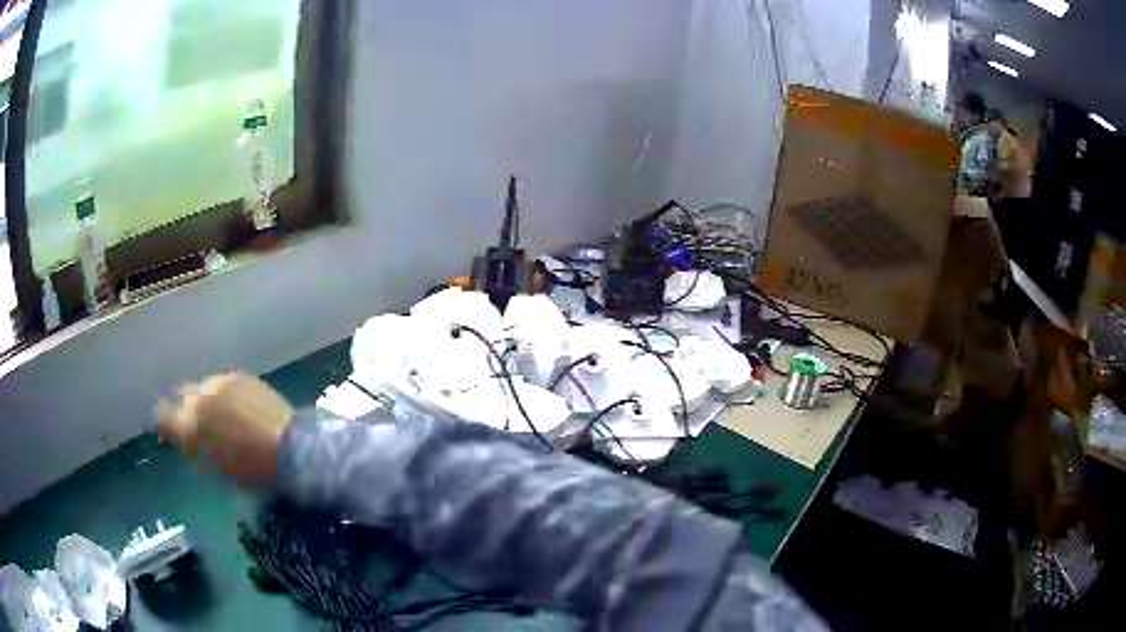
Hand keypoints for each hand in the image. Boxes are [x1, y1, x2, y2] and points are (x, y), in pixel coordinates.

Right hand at [158, 372, 293, 484]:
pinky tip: (237, 407)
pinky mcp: (239, 376)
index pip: (163, 415)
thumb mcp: (217, 470)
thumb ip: (196, 451)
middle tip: (201, 427)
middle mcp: (199, 399)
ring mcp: (219, 383)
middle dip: (187, 411)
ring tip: (222, 415)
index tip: (171, 430)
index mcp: (190, 427)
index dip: (165, 422)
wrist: (291, 450)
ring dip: (206, 399)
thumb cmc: (252, 472)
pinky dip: (224, 393)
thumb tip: (188, 442)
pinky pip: (222, 383)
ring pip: (202, 387)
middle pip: (183, 398)